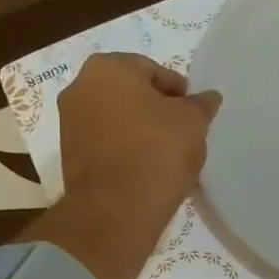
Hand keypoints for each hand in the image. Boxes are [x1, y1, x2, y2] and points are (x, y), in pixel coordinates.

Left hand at [58, 53, 220, 225]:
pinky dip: (126, 150)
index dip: (179, 91)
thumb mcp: (193, 123)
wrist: (115, 210)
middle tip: (183, 131)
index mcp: (107, 68)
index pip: (153, 70)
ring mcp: (69, 124)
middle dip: (156, 109)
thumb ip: (201, 105)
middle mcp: (79, 88)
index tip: (195, 112)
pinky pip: (106, 145)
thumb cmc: (156, 152)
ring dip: (141, 131)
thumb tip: (208, 98)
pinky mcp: (70, 157)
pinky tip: (148, 169)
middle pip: (130, 94)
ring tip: (168, 154)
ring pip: (117, 120)